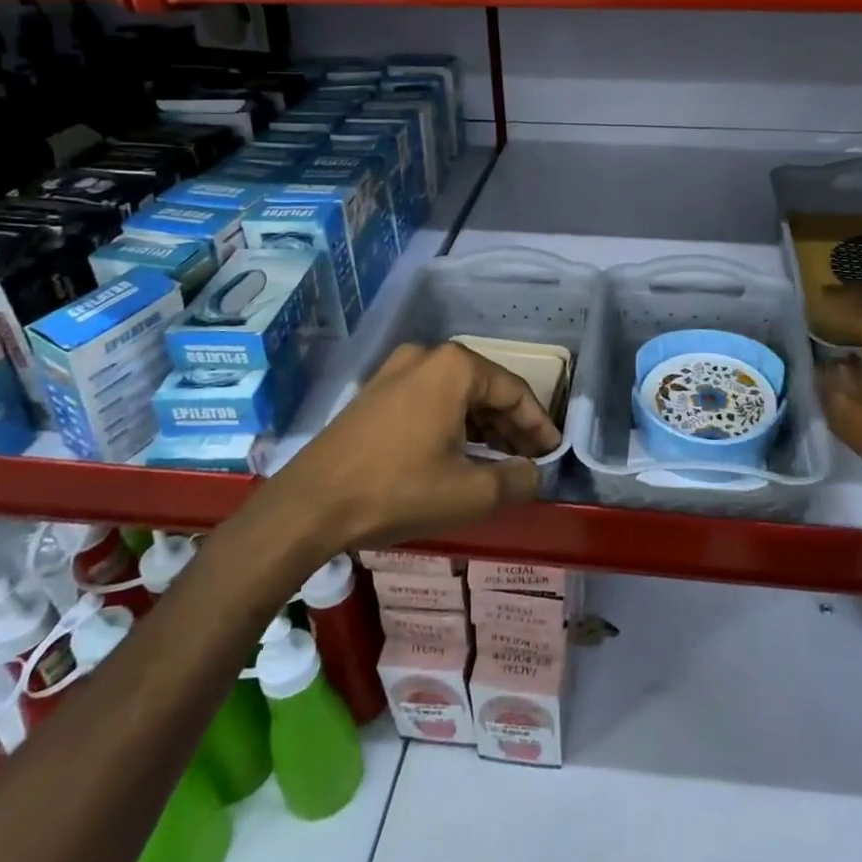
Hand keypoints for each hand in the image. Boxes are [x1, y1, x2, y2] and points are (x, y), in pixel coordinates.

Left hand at [276, 342, 559, 553]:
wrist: (309, 505)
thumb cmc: (397, 490)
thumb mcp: (469, 493)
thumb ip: (516, 480)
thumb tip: (533, 472)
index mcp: (456, 367)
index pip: (515, 391)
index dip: (539, 424)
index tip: (552, 453)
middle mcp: (427, 356)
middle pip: (486, 389)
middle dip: (511, 425)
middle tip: (529, 459)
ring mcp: (396, 370)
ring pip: (456, 395)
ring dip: (482, 426)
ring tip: (498, 460)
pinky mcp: (375, 392)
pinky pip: (429, 400)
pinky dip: (452, 423)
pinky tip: (458, 453)